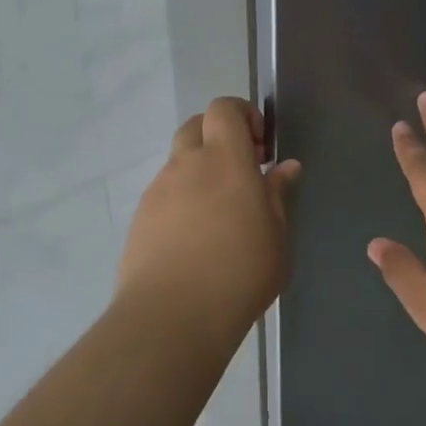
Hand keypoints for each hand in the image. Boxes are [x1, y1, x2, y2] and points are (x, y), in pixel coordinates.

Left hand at [117, 97, 299, 338]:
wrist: (172, 315)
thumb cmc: (240, 272)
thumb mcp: (276, 236)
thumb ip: (277, 195)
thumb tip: (285, 167)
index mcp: (225, 160)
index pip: (223, 109)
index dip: (242, 115)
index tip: (261, 146)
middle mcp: (186, 165)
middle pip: (196, 126)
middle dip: (219, 137)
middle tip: (242, 171)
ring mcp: (158, 191)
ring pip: (178, 162)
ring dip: (199, 171)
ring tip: (220, 213)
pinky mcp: (140, 219)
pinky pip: (164, 194)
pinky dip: (182, 199)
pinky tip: (196, 238)